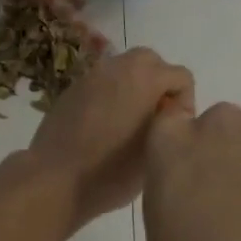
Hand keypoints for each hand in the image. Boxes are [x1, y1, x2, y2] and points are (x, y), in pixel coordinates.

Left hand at [27, 46, 193, 227]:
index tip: (174, 129)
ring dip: (134, 86)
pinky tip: (104, 125)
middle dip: (160, 84)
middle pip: (151, 61)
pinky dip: (111, 94)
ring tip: (129, 121)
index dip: (185, 103)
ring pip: (124, 68)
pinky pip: (102, 82)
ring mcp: (92, 76)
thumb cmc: (113, 170)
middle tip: (155, 117)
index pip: (181, 76)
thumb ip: (169, 122)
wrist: (55, 178)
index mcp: (145, 78)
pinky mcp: (72, 88)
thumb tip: (167, 112)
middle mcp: (118, 67)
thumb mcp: (156, 150)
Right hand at [142, 102, 240, 240]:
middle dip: (229, 156)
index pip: (172, 123)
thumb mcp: (161, 230)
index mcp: (169, 143)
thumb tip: (197, 193)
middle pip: (223, 127)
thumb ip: (175, 193)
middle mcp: (217, 122)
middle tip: (237, 205)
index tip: (195, 180)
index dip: (187, 151)